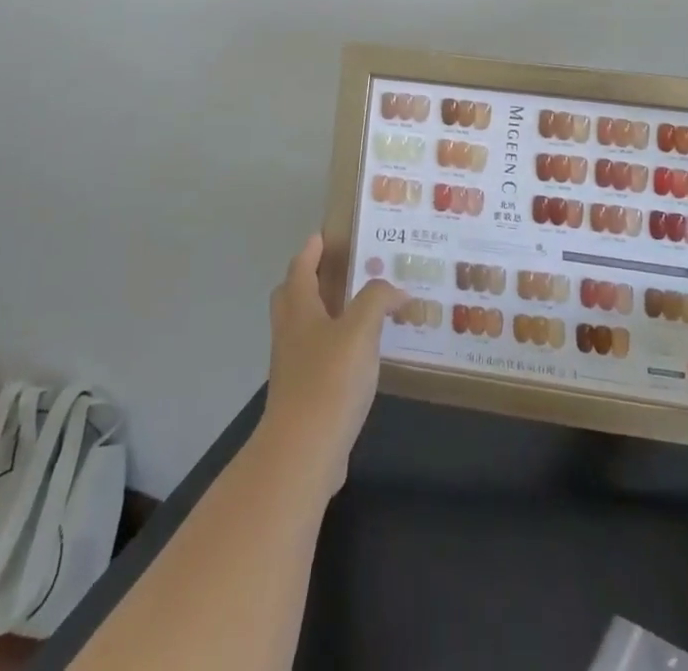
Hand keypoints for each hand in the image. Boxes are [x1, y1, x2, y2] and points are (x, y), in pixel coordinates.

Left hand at [257, 236, 405, 493]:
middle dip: (309, 280)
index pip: (300, 269)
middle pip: (292, 297)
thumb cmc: (329, 380)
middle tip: (338, 270)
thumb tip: (397, 290)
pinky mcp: (303, 397)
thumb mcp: (360, 330)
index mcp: (299, 310)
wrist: (303, 452)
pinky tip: (360, 356)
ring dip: (323, 314)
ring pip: (303, 328)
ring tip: (358, 311)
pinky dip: (333, 347)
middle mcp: (291, 334)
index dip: (311, 251)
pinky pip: (316, 358)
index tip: (323, 235)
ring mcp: (293, 367)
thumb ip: (378, 300)